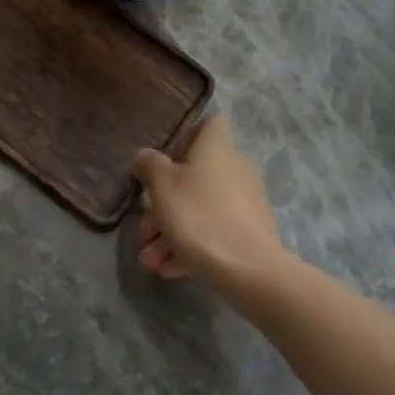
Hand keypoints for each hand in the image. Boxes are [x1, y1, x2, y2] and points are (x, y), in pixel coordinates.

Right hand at [133, 114, 291, 297]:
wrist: (249, 270)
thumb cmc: (199, 216)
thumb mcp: (162, 187)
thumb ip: (149, 166)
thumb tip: (146, 156)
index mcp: (217, 148)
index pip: (209, 124)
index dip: (184, 138)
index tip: (164, 163)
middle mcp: (235, 169)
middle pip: (195, 175)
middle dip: (163, 203)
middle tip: (145, 227)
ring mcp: (245, 202)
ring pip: (200, 208)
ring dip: (170, 231)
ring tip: (149, 259)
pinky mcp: (249, 233)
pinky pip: (213, 232)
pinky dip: (190, 247)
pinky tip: (169, 269)